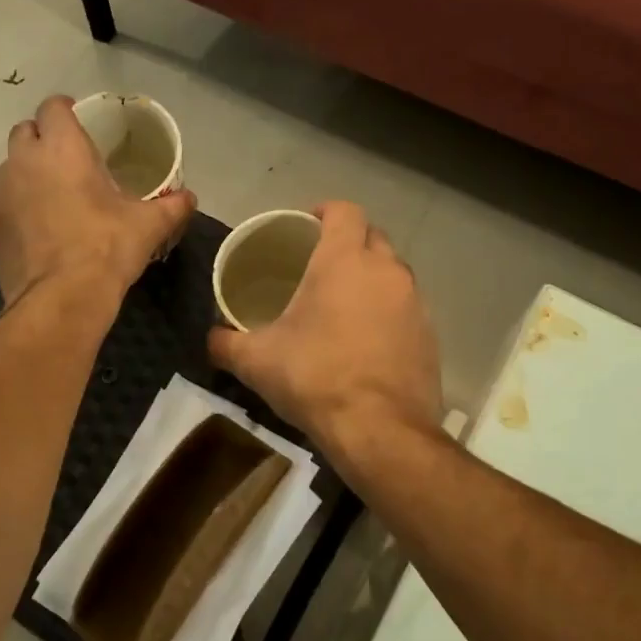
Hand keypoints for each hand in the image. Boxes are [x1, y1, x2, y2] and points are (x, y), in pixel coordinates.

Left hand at [0, 95, 195, 307]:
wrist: (60, 299)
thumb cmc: (106, 249)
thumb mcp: (148, 226)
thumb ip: (171, 206)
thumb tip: (190, 198)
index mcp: (62, 148)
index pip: (53, 107)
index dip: (64, 108)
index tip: (78, 118)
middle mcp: (25, 160)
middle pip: (25, 131)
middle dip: (43, 136)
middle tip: (67, 156)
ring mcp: (2, 192)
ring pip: (11, 165)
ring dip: (28, 169)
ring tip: (53, 191)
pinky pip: (4, 198)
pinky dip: (19, 201)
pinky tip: (39, 223)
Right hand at [208, 202, 440, 456]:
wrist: (380, 430)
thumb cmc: (315, 378)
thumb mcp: (256, 361)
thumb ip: (226, 343)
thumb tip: (210, 338)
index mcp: (344, 261)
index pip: (344, 211)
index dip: (326, 210)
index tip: (308, 223)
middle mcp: (386, 271)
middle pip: (373, 236)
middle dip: (350, 242)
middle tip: (321, 264)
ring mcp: (414, 302)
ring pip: (393, 273)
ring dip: (371, 278)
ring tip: (344, 303)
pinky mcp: (430, 335)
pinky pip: (407, 308)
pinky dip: (388, 312)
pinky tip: (367, 340)